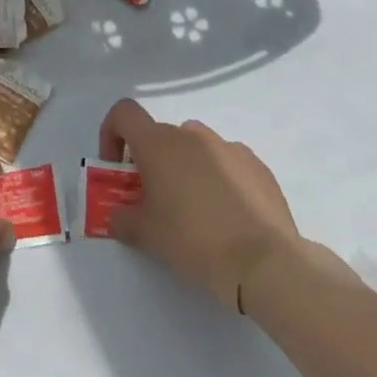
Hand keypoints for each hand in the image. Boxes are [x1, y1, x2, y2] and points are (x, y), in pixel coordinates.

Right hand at [98, 99, 303, 308]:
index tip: (117, 168)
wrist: (265, 263)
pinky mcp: (258, 166)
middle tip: (155, 201)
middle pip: (160, 136)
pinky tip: (227, 216)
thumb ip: (122, 218)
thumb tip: (118, 215)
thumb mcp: (146, 235)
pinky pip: (227, 163)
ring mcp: (229, 147)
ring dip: (186, 169)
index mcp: (159, 143)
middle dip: (151, 162)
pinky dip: (219, 180)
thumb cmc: (193, 240)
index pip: (124, 113)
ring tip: (194, 210)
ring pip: (195, 149)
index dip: (112, 134)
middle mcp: (192, 135)